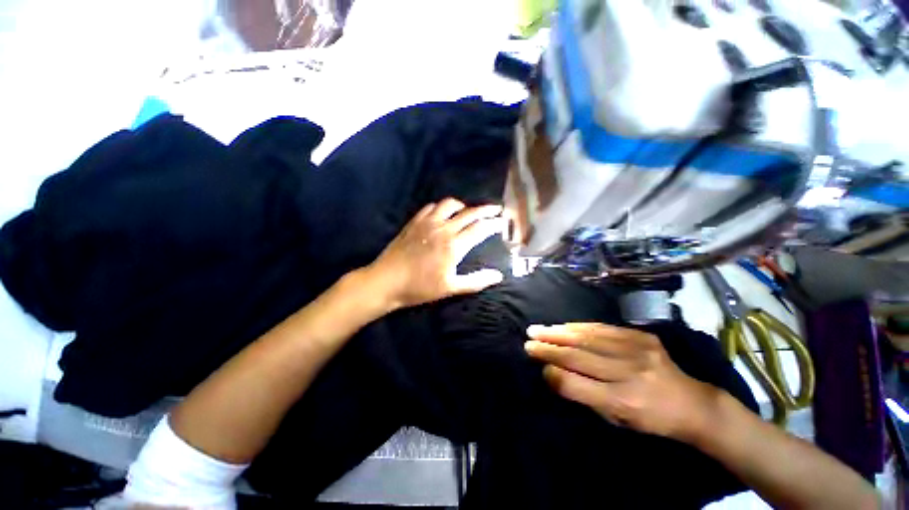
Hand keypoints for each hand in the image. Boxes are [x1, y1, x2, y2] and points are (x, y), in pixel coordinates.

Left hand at [366, 198, 505, 309]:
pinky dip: (442, 207)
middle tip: (496, 209)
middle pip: (469, 213)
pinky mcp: (415, 222)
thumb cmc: (420, 287)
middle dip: (486, 210)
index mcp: (454, 245)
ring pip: (450, 204)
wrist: (387, 281)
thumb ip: (476, 281)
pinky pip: (431, 207)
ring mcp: (427, 223)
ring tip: (469, 211)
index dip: (494, 223)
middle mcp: (443, 228)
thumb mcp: (451, 288)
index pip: (480, 228)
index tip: (503, 222)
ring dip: (463, 206)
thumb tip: (498, 275)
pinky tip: (443, 214)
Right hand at [525, 323, 720, 442]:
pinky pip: (602, 328)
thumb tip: (553, 372)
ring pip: (587, 337)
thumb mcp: (617, 420)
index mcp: (624, 402)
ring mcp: (638, 351)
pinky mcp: (642, 336)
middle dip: (548, 347)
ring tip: (538, 329)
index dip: (552, 373)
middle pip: (578, 356)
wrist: (693, 403)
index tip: (538, 366)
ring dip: (558, 332)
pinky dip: (578, 326)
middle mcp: (629, 374)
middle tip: (528, 341)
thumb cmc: (650, 419)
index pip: (576, 384)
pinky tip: (563, 325)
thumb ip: (585, 395)